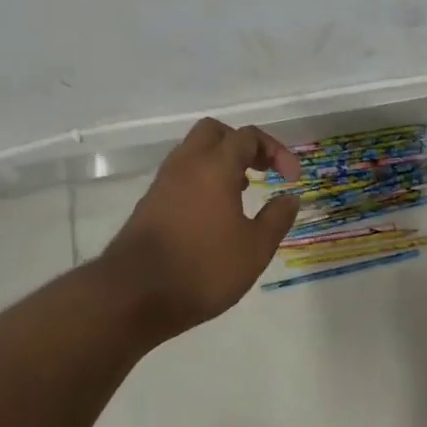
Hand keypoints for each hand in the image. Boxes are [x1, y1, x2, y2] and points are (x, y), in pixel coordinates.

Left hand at [99, 118, 302, 340]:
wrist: (134, 295)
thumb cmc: (203, 268)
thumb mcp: (255, 249)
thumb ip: (277, 218)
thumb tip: (289, 197)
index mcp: (215, 167)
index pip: (248, 136)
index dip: (276, 150)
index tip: (291, 178)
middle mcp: (186, 164)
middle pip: (215, 132)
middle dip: (242, 144)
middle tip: (261, 169)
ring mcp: (163, 183)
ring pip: (194, 152)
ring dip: (221, 162)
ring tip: (242, 192)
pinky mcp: (150, 203)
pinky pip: (181, 175)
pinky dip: (202, 179)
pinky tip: (214, 213)